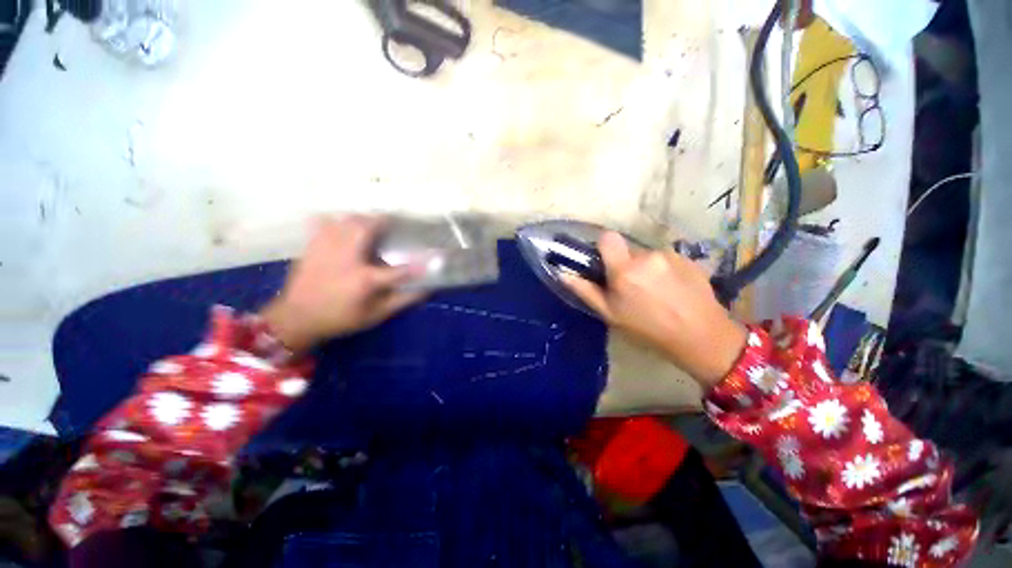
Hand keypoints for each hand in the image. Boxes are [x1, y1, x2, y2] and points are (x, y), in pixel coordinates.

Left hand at [260, 215, 424, 352]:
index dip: (419, 264)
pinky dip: (334, 220)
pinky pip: (323, 223)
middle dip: (382, 221)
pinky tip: (340, 224)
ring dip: (362, 218)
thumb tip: (426, 290)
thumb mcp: (375, 315)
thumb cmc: (340, 318)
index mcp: (365, 280)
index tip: (432, 258)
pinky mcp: (312, 247)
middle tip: (391, 221)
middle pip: (367, 229)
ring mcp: (327, 250)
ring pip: (346, 222)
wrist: (296, 319)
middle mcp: (347, 259)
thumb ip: (402, 301)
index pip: (400, 270)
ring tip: (370, 222)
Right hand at [562, 232, 747, 386]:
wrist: (701, 337)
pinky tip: (673, 290)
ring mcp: (670, 255)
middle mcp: (647, 256)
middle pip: (628, 249)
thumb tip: (563, 274)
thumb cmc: (648, 329)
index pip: (607, 238)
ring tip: (656, 292)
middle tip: (631, 288)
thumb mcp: (611, 314)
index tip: (605, 264)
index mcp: (625, 270)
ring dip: (646, 268)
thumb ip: (586, 291)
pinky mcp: (688, 258)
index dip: (603, 247)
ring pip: (647, 255)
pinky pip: (666, 258)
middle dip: (625, 263)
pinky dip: (664, 269)